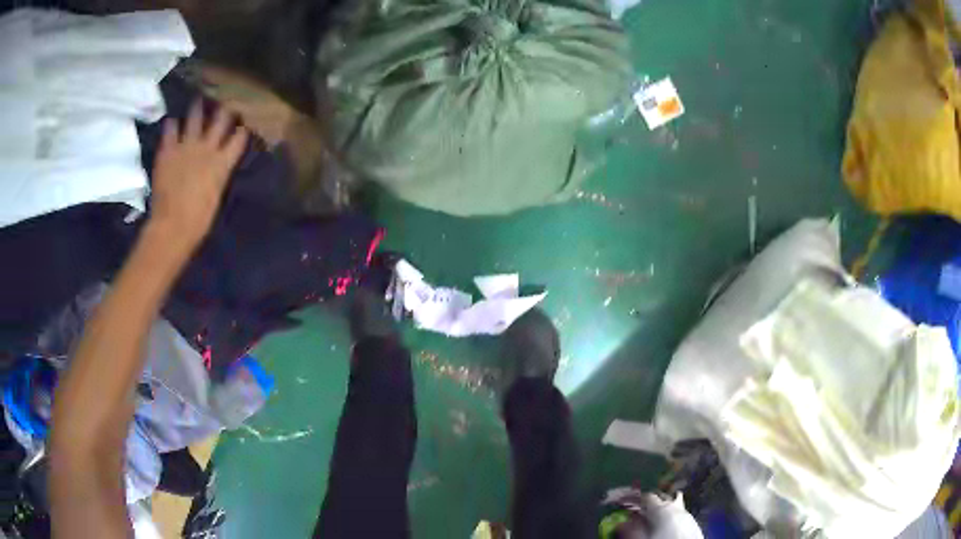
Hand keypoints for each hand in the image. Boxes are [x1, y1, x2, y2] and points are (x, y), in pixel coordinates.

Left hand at [148, 100, 247, 251]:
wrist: (172, 226)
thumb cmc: (199, 220)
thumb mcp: (216, 196)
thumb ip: (218, 175)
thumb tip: (219, 166)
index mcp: (222, 163)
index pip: (239, 138)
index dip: (242, 130)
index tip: (243, 124)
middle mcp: (207, 148)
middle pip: (220, 120)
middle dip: (225, 110)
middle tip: (225, 103)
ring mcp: (186, 146)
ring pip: (195, 117)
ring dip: (197, 108)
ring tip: (198, 100)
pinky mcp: (167, 150)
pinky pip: (169, 130)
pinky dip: (171, 125)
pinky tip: (171, 121)